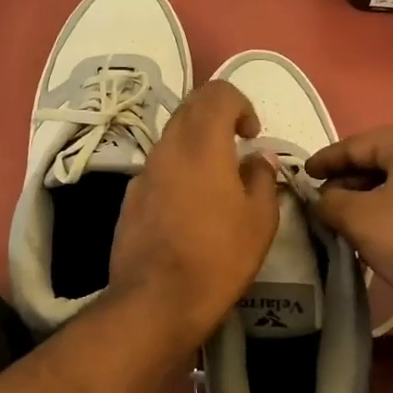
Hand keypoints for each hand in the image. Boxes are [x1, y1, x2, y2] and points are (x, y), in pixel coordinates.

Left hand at [109, 80, 279, 350]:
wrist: (156, 300)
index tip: (252, 133)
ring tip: (217, 178)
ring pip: (171, 138)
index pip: (217, 93)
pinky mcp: (130, 198)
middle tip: (237, 144)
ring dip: (196, 143)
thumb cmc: (218, 257)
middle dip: (217, 115)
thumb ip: (262, 178)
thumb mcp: (260, 220)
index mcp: (201, 144)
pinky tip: (190, 206)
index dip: (240, 103)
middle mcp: (167, 148)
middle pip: (189, 108)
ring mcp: (143, 173)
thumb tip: (257, 159)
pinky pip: (158, 168)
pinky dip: (178, 170)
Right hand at [308, 123, 392, 339]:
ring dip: (371, 199)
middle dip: (349, 181)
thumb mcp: (358, 218)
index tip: (303, 175)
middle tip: (323, 203)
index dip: (325, 160)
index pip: (355, 144)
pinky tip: (379, 233)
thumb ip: (330, 202)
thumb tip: (322, 199)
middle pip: (381, 161)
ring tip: (346, 220)